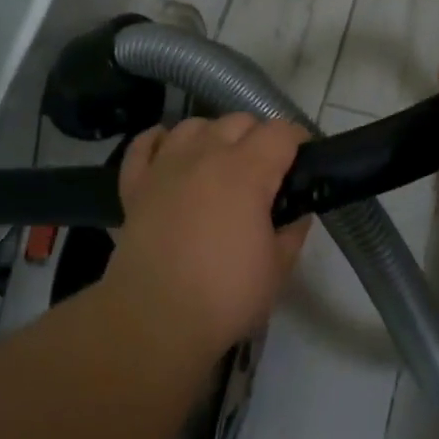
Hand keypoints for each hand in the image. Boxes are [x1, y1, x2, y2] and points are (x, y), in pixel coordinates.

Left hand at [104, 113, 311, 354]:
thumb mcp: (277, 268)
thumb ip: (292, 232)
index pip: (281, 132)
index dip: (298, 141)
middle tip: (265, 170)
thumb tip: (297, 214)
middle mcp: (205, 155)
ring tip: (219, 161)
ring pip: (193, 124)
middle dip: (258, 136)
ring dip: (213, 135)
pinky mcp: (135, 184)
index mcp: (247, 171)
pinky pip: (145, 143)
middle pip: (238, 121)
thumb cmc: (225, 295)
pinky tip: (169, 150)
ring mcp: (166, 166)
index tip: (303, 161)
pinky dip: (159, 140)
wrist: (155, 317)